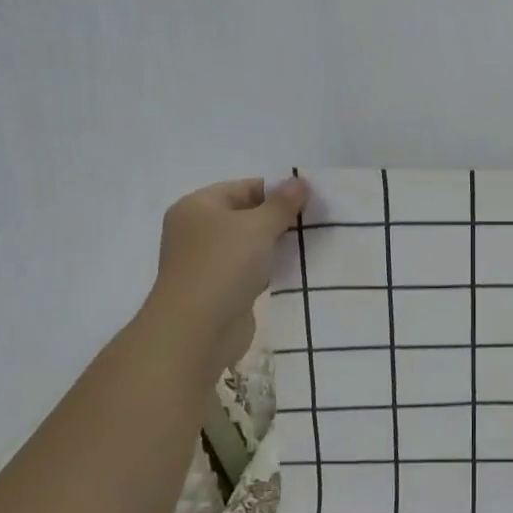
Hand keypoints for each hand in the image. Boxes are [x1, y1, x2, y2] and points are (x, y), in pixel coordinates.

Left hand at [146, 176, 310, 366]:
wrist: (197, 331)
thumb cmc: (223, 266)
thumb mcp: (258, 226)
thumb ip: (282, 203)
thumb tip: (300, 181)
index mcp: (197, 207)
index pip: (244, 188)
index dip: (277, 191)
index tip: (311, 200)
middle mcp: (197, 231)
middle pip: (246, 215)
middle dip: (279, 218)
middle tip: (316, 222)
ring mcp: (206, 262)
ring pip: (249, 244)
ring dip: (276, 245)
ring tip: (310, 244)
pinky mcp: (219, 289)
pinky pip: (250, 270)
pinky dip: (270, 268)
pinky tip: (294, 269)